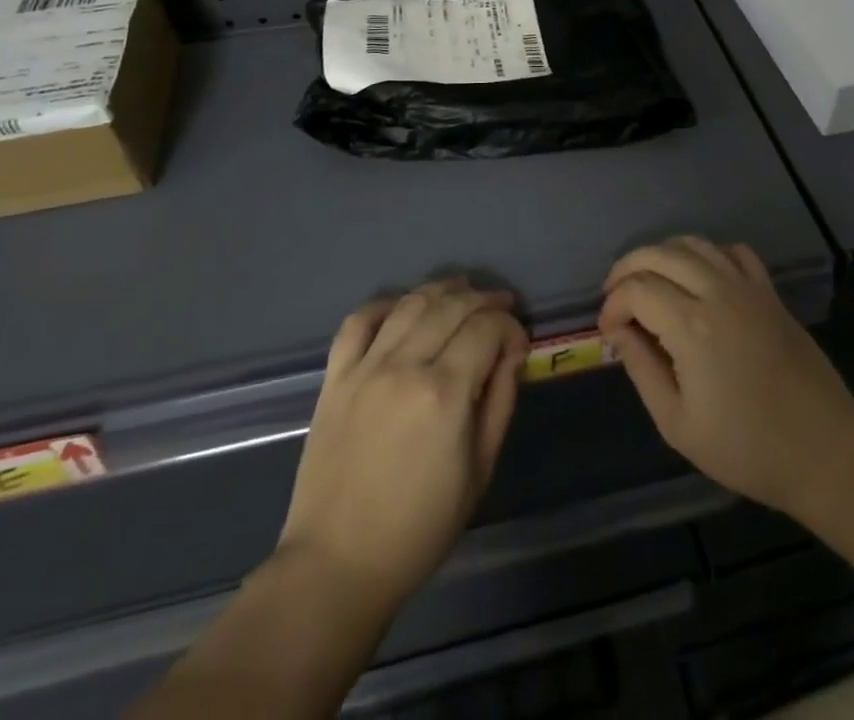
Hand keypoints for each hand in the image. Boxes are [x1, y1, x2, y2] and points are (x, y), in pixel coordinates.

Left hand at [277, 279, 529, 615]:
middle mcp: (405, 366)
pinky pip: (358, 321)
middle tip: (501, 305)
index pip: (487, 328)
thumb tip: (512, 354)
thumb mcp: (479, 470)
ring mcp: (365, 368)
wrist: (337, 564)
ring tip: (462, 291)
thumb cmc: (420, 527)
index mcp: (445, 392)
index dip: (510, 326)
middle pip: (452, 305)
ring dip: (441, 290)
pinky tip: (403, 306)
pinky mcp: (335, 377)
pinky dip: (384, 304)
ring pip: (409, 303)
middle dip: (483, 299)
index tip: (519, 344)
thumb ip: (500, 401)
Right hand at [599, 236, 853, 515]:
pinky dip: (709, 254)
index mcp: (691, 326)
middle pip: (659, 253)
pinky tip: (700, 277)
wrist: (823, 449)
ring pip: (694, 244)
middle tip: (615, 297)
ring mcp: (747, 287)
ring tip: (649, 281)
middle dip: (627, 268)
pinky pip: (734, 251)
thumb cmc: (746, 447)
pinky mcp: (769, 292)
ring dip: (663, 254)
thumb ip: (642, 369)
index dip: (612, 305)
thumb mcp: (678, 424)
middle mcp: (717, 292)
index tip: (607, 331)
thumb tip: (618, 332)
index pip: (636, 289)